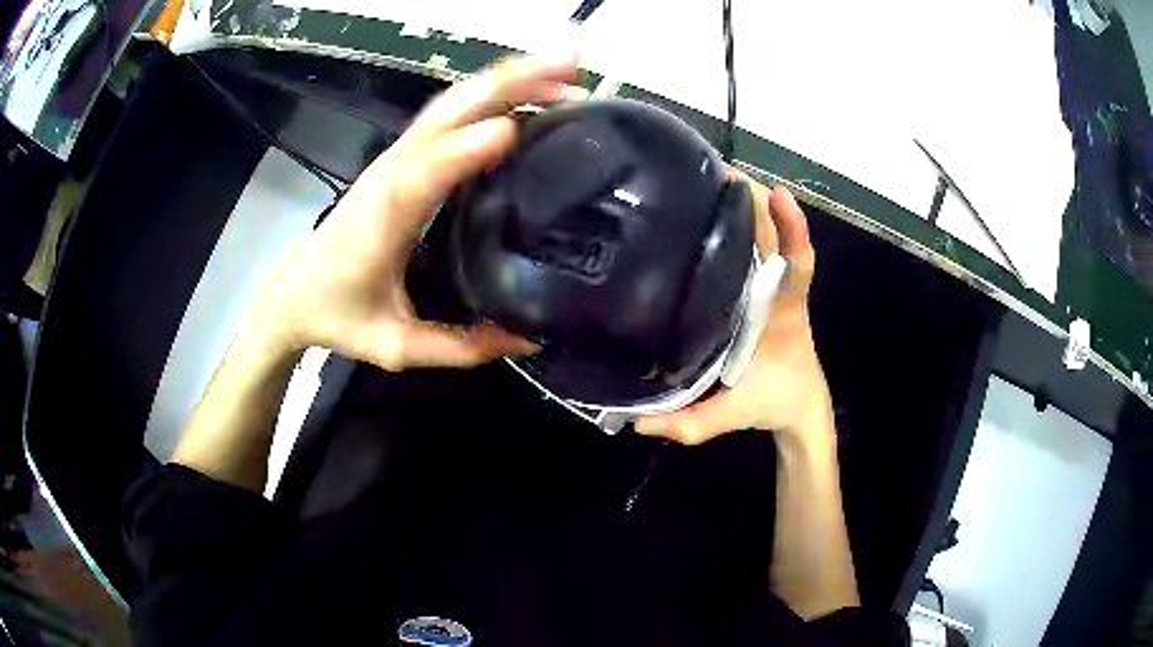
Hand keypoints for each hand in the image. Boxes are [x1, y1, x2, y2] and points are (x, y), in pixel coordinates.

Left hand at [253, 57, 581, 370]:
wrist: (295, 292)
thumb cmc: (338, 315)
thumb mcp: (396, 346)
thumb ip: (459, 347)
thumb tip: (529, 340)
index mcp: (385, 215)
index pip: (425, 170)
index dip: (466, 148)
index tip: (518, 131)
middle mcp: (393, 171)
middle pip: (452, 109)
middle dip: (513, 81)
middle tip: (577, 70)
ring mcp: (398, 157)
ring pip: (455, 101)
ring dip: (510, 79)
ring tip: (568, 73)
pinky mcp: (403, 157)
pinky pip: (451, 113)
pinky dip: (493, 94)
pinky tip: (527, 96)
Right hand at [635, 182, 830, 445]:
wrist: (800, 407)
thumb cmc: (774, 403)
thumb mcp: (732, 415)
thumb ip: (690, 423)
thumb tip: (637, 422)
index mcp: (783, 315)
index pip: (798, 263)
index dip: (792, 228)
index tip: (777, 194)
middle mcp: (780, 293)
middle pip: (779, 239)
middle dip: (758, 202)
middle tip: (721, 173)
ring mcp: (772, 291)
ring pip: (769, 242)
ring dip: (751, 210)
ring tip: (714, 181)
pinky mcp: (762, 294)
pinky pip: (759, 255)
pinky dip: (747, 229)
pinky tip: (717, 216)